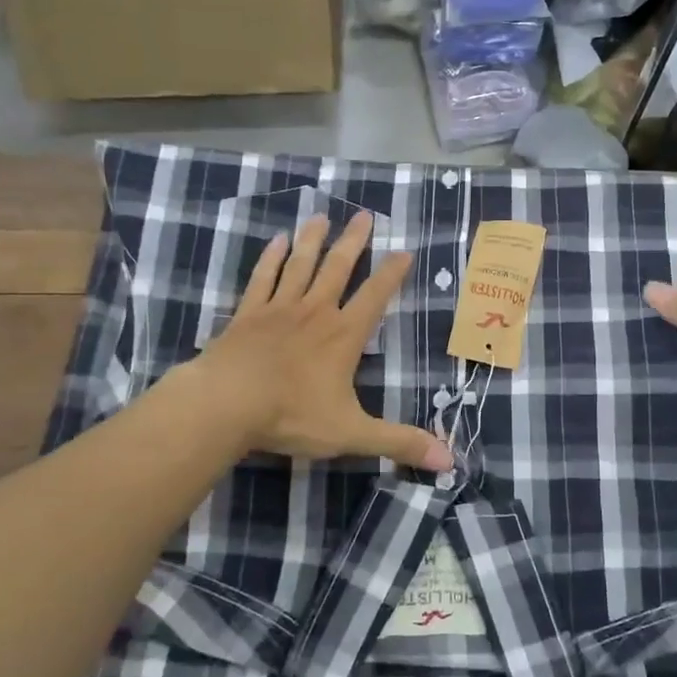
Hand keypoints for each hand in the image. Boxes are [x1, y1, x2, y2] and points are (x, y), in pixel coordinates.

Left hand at [193, 211, 454, 471]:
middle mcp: (315, 312)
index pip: (375, 297)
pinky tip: (276, 241)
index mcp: (343, 336)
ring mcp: (279, 308)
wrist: (226, 404)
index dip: (392, 274)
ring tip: (321, 216)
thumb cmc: (290, 415)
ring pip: (300, 265)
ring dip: (312, 240)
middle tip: (364, 214)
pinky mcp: (247, 313)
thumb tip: (450, 461)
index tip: (404, 251)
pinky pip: (262, 278)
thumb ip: (399, 442)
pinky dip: (270, 259)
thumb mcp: (352, 433)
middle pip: (338, 268)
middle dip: (354, 242)